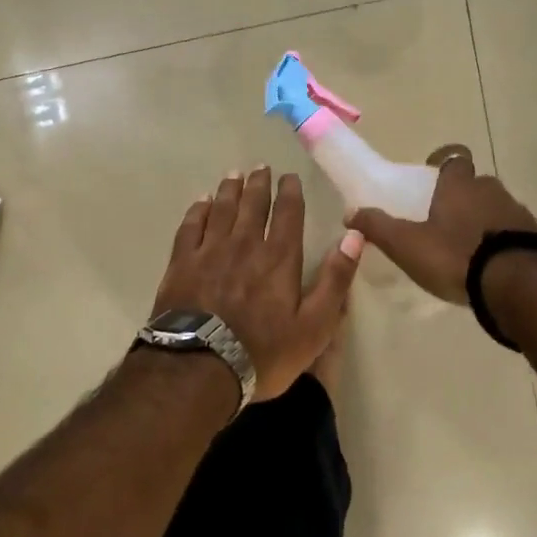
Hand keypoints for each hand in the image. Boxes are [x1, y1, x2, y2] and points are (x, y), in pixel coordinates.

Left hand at [151, 167, 362, 401]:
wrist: (200, 368)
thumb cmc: (263, 352)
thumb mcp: (314, 326)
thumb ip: (335, 280)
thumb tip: (354, 236)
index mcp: (279, 257)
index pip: (287, 214)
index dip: (289, 192)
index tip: (289, 177)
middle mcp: (245, 244)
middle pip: (252, 204)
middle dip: (259, 184)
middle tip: (260, 167)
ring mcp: (210, 251)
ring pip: (222, 209)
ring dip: (230, 189)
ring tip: (234, 175)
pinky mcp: (182, 263)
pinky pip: (190, 226)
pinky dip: (198, 210)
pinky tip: (201, 202)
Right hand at [348, 145, 536, 303]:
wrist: (519, 285)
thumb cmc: (456, 256)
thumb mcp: (406, 244)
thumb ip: (378, 227)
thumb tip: (350, 212)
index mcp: (459, 185)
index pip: (454, 158)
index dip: (443, 164)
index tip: (433, 177)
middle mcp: (491, 190)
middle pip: (476, 184)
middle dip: (462, 196)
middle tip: (445, 220)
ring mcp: (518, 213)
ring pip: (496, 207)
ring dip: (484, 220)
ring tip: (468, 248)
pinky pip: (514, 232)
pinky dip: (503, 241)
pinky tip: (492, 266)